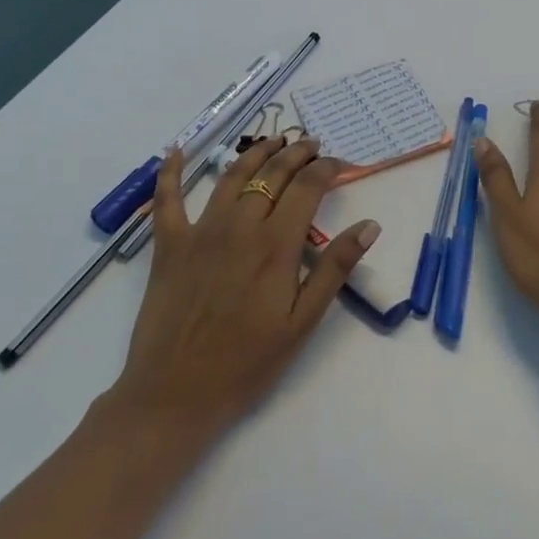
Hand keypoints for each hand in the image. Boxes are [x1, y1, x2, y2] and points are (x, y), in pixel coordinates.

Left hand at [105, 136, 378, 440]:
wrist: (174, 398)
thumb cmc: (246, 364)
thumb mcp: (302, 322)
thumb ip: (335, 268)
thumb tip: (370, 225)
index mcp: (275, 245)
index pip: (307, 188)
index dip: (327, 168)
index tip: (340, 163)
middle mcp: (239, 227)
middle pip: (273, 174)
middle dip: (297, 153)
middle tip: (312, 144)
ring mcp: (200, 233)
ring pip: (232, 176)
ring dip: (256, 152)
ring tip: (274, 140)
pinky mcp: (169, 246)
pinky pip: (168, 200)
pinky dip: (171, 171)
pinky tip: (176, 150)